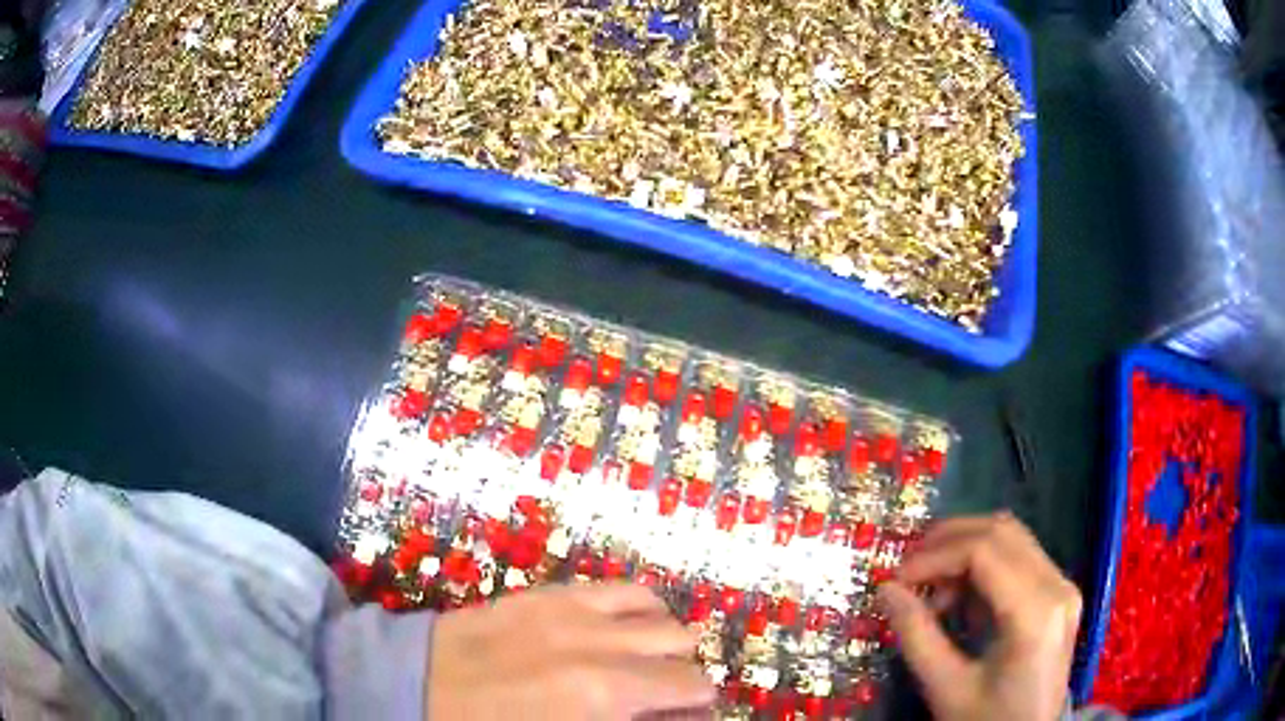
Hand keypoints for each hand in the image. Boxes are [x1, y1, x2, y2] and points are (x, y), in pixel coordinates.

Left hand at [427, 582, 713, 719]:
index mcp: (604, 698)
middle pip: (684, 656)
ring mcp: (579, 614)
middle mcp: (603, 650)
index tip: (686, 718)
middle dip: (685, 681)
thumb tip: (663, 716)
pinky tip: (628, 629)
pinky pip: (622, 591)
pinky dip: (642, 610)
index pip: (688, 695)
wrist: (415, 687)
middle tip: (664, 701)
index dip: (696, 711)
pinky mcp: (553, 594)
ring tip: (650, 664)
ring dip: (667, 645)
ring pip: (663, 617)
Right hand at [878, 513, 1081, 720]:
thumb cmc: (987, 720)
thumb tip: (886, 589)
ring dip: (965, 551)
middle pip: (1002, 531)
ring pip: (1011, 538)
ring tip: (931, 589)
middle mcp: (1058, 585)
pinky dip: (982, 567)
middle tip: (908, 569)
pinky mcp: (1058, 595)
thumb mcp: (945, 687)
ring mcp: (1063, 587)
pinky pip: (1019, 559)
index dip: (935, 556)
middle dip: (948, 541)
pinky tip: (959, 600)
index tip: (896, 579)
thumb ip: (916, 636)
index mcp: (1036, 611)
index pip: (985, 551)